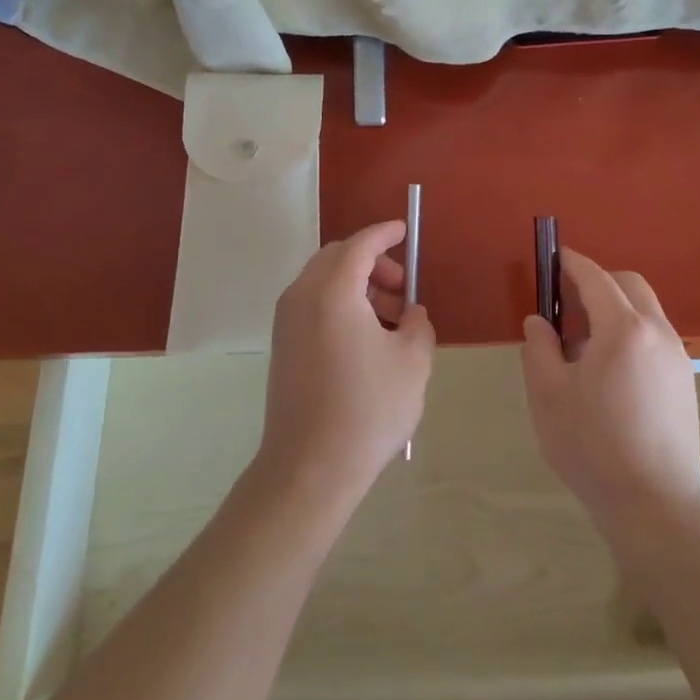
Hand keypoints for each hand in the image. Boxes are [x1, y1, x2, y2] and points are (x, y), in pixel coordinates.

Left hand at [255, 220, 433, 505]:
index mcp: (333, 291)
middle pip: (337, 258)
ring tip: (391, 322)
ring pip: (324, 282)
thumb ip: (417, 325)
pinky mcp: (283, 346)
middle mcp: (302, 296)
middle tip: (401, 290)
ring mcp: (287, 322)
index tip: (404, 230)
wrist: (309, 468)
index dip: (384, 233)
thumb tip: (410, 315)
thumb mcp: (412, 362)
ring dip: (358, 286)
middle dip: (372, 263)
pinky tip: (366, 340)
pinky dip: (340, 305)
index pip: (360, 245)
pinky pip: (313, 305)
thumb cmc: (368, 409)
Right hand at [521, 249, 699, 523]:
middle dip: (597, 282)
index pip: (595, 277)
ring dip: (615, 309)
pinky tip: (610, 370)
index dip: (571, 263)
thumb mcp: (548, 395)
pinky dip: (631, 332)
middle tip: (566, 304)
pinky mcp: (686, 381)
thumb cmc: (593, 446)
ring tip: (584, 344)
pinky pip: (655, 336)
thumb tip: (539, 322)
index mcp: (623, 329)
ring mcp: (677, 356)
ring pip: (645, 310)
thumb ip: (539, 348)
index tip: (552, 258)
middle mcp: (657, 332)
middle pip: (628, 285)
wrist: (655, 506)